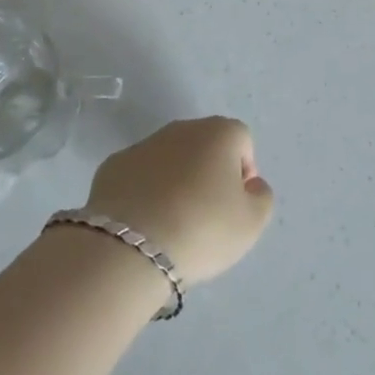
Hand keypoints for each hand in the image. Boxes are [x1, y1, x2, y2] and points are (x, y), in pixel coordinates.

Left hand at [85, 118, 273, 287]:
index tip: (235, 205)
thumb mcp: (251, 223)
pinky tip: (144, 223)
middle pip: (204, 145)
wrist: (130, 246)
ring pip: (170, 158)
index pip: (241, 141)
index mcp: (219, 133)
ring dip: (175, 181)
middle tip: (207, 215)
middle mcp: (181, 128)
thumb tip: (250, 184)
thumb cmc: (202, 229)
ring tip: (173, 223)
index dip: (244, 172)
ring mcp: (144, 144)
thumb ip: (261, 197)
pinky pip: (139, 175)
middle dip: (208, 173)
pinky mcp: (113, 165)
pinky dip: (145, 191)